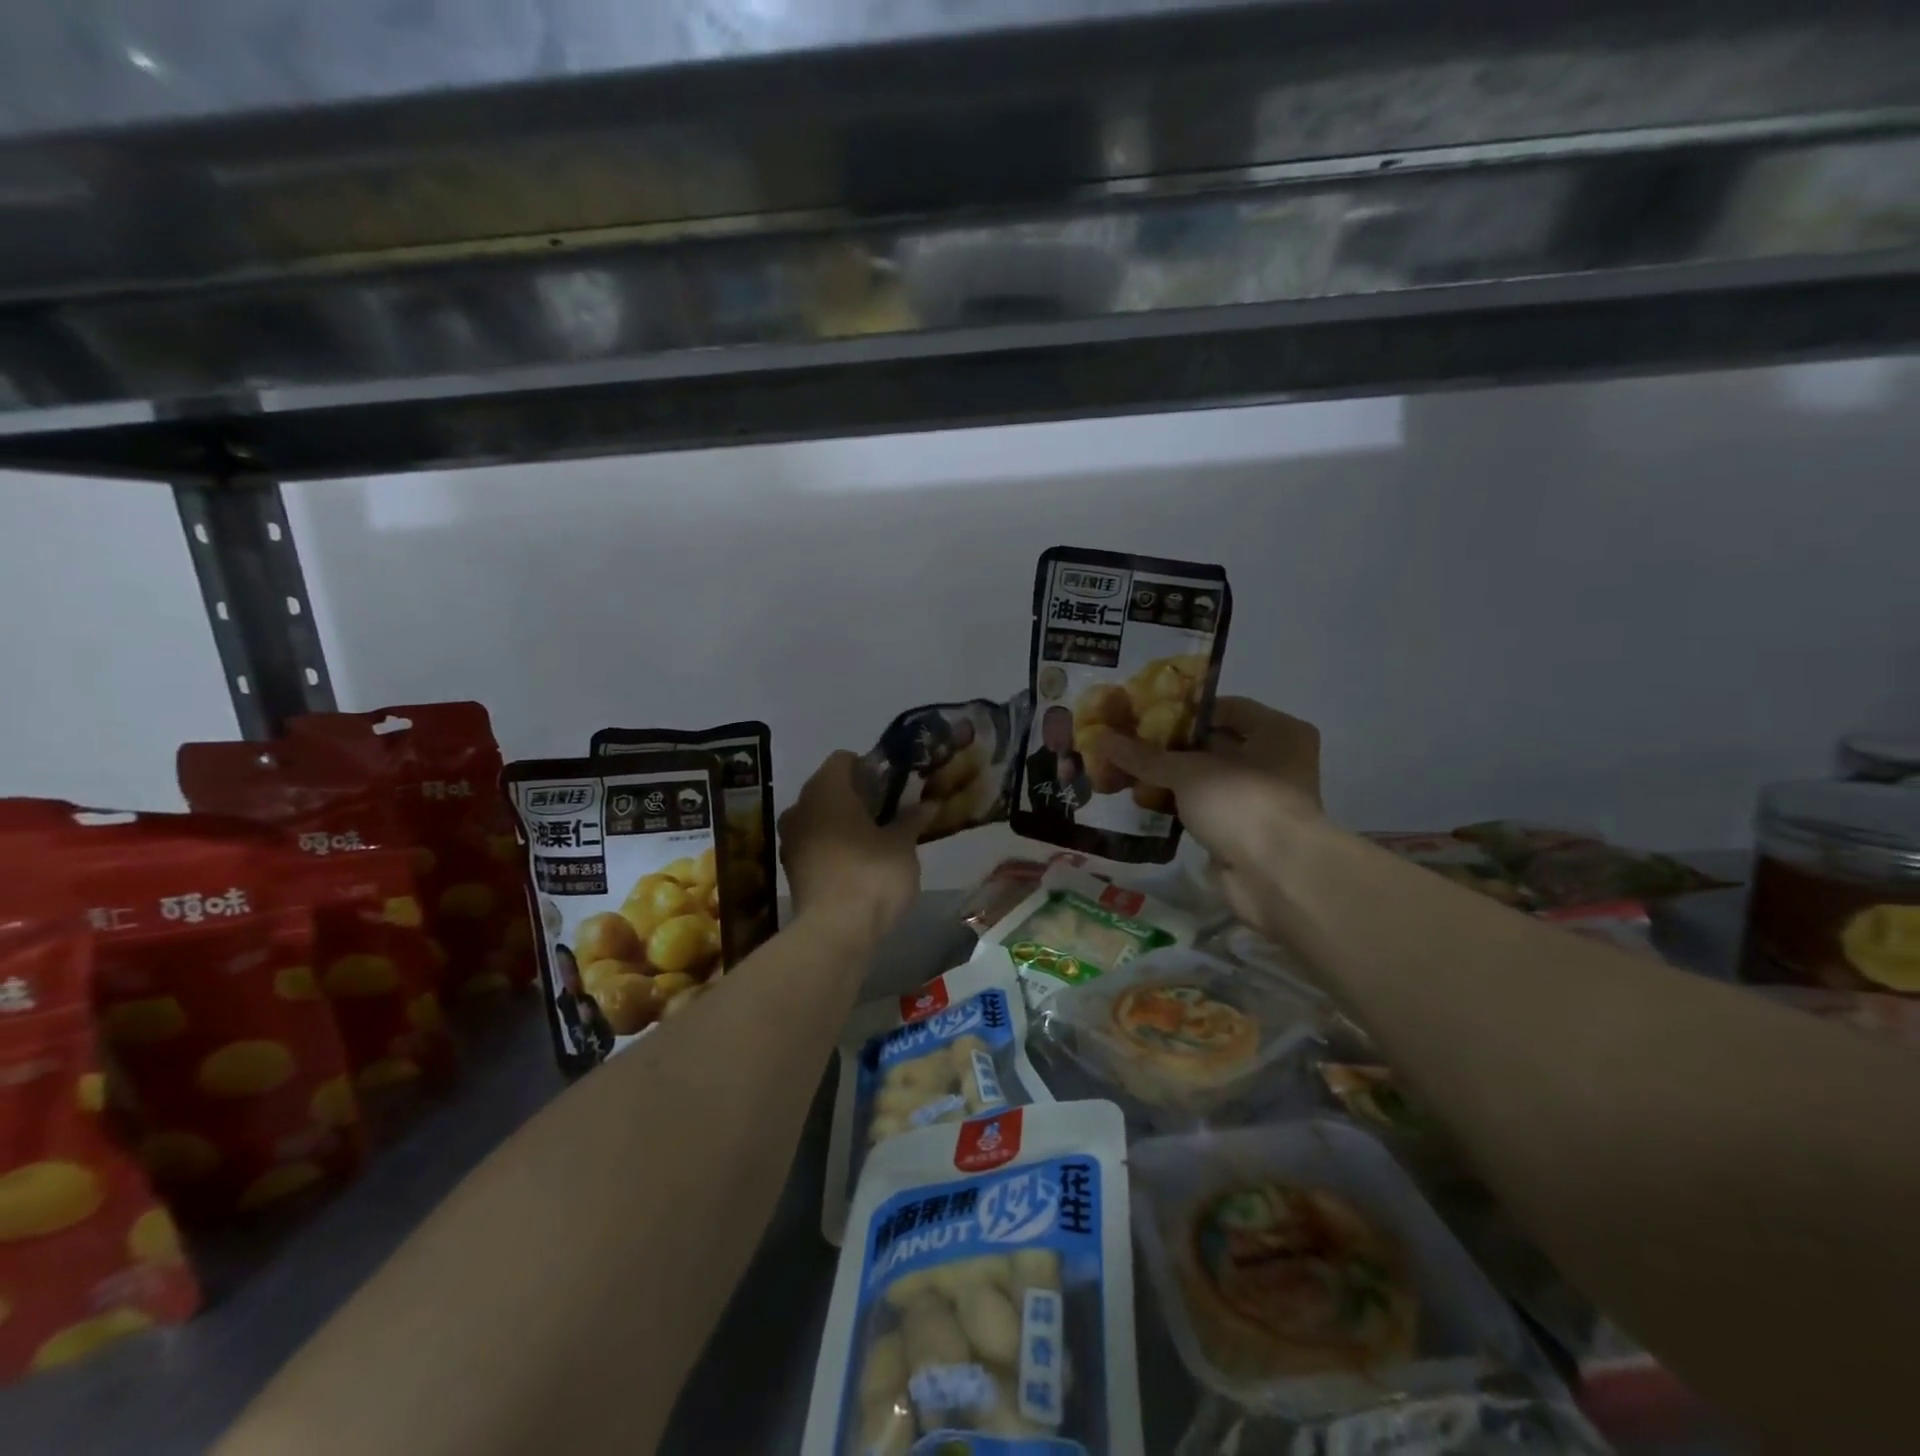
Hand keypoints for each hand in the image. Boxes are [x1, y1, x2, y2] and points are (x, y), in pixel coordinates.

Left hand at [779, 751, 931, 942]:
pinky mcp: (791, 868)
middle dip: (857, 795)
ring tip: (876, 837)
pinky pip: (815, 842)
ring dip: (844, 821)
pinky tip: (858, 861)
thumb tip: (927, 804)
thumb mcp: (902, 844)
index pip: (843, 759)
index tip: (892, 785)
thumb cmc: (872, 874)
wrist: (835, 931)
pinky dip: (834, 844)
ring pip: (820, 816)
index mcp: (826, 789)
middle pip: (829, 787)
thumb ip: (911, 819)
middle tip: (889, 810)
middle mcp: (801, 806)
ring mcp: (790, 839)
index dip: (869, 767)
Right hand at [1106, 698, 1323, 926]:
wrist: (1275, 876)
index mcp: (1277, 731)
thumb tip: (1100, 737)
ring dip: (1171, 780)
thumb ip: (1144, 756)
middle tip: (1129, 745)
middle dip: (1170, 747)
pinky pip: (1206, 809)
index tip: (1143, 716)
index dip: (1182, 710)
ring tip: (1127, 773)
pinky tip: (1144, 804)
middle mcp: (1276, 760)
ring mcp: (1262, 799)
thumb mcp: (1187, 771)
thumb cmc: (1241, 802)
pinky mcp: (1245, 832)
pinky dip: (1179, 807)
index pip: (1223, 708)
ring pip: (1207, 780)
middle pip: (1214, 744)